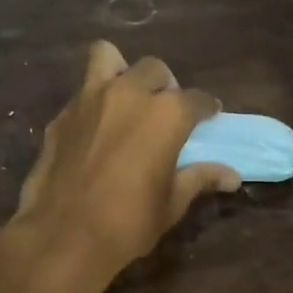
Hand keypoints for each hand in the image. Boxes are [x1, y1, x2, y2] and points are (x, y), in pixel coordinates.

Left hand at [7, 41, 240, 287]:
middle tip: (164, 110)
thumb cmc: (128, 222)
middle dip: (165, 84)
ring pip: (107, 57)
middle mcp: (128, 93)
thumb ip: (200, 178)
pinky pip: (81, 93)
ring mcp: (89, 99)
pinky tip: (95, 129)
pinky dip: (93, 102)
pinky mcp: (60, 115)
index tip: (209, 116)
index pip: (196, 99)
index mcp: (165, 113)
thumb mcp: (172, 203)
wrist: (62, 235)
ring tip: (126, 98)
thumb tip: (231, 176)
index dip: (205, 107)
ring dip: (121, 71)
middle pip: (154, 69)